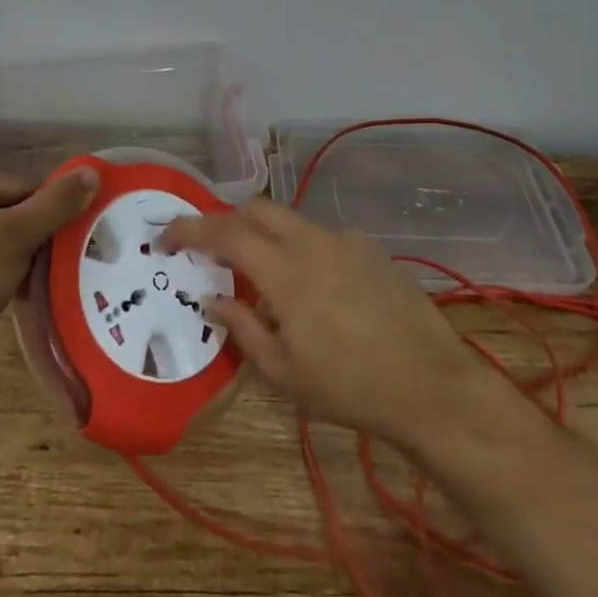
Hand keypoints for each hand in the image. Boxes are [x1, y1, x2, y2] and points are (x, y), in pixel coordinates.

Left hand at [0, 167, 98, 379]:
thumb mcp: (20, 235)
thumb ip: (57, 203)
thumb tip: (91, 172)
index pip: (21, 188)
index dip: (41, 217)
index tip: (50, 247)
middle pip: (5, 210)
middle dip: (24, 238)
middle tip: (33, 268)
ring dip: (7, 257)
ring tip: (14, 283)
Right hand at [159, 201, 520, 450]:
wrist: (431, 386)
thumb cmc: (350, 387)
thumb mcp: (284, 373)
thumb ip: (242, 327)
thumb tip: (212, 296)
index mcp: (285, 271)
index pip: (225, 233)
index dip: (189, 230)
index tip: (166, 239)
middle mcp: (312, 241)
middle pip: (256, 209)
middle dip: (226, 221)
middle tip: (209, 250)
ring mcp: (345, 240)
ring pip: (290, 220)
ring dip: (263, 234)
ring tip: (260, 275)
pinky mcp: (370, 248)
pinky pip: (321, 236)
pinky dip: (299, 248)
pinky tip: (312, 287)